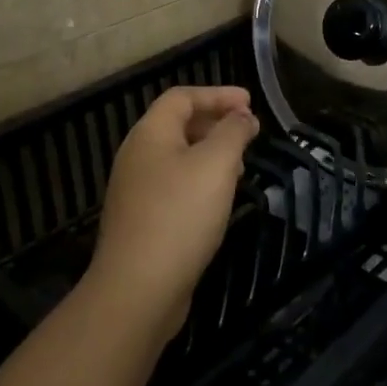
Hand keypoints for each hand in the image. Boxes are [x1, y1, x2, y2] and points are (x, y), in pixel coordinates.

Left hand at [87, 85, 258, 333]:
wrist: (137, 290)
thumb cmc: (180, 215)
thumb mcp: (216, 165)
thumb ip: (233, 132)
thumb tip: (243, 116)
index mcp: (150, 134)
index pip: (182, 96)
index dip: (218, 95)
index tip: (250, 104)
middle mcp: (137, 155)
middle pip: (178, 124)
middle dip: (216, 123)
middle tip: (249, 135)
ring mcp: (136, 190)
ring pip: (177, 157)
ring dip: (210, 154)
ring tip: (240, 167)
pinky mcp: (141, 220)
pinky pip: (174, 186)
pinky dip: (200, 181)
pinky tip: (218, 201)